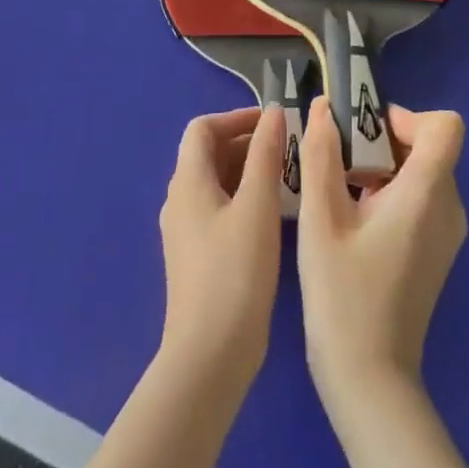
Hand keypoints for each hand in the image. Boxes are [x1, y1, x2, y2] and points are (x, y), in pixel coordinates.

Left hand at [157, 106, 287, 394]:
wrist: (210, 355)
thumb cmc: (236, 272)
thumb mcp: (258, 206)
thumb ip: (266, 154)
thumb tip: (275, 112)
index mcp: (188, 182)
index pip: (203, 128)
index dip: (237, 117)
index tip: (274, 124)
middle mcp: (180, 200)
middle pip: (208, 153)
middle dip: (247, 143)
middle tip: (288, 150)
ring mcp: (185, 231)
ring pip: (215, 182)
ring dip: (247, 170)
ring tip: (287, 177)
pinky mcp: (196, 256)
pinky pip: (218, 209)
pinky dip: (243, 197)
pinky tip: (272, 213)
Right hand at [297, 97, 467, 416]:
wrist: (370, 382)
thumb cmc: (342, 297)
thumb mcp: (320, 220)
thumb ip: (321, 156)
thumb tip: (322, 107)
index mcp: (427, 194)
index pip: (446, 126)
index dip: (406, 118)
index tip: (364, 136)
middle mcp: (449, 207)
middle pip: (428, 146)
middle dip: (383, 142)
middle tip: (339, 164)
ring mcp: (448, 232)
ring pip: (422, 171)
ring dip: (383, 167)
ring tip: (340, 193)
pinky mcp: (438, 251)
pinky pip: (421, 198)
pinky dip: (391, 192)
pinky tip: (354, 221)